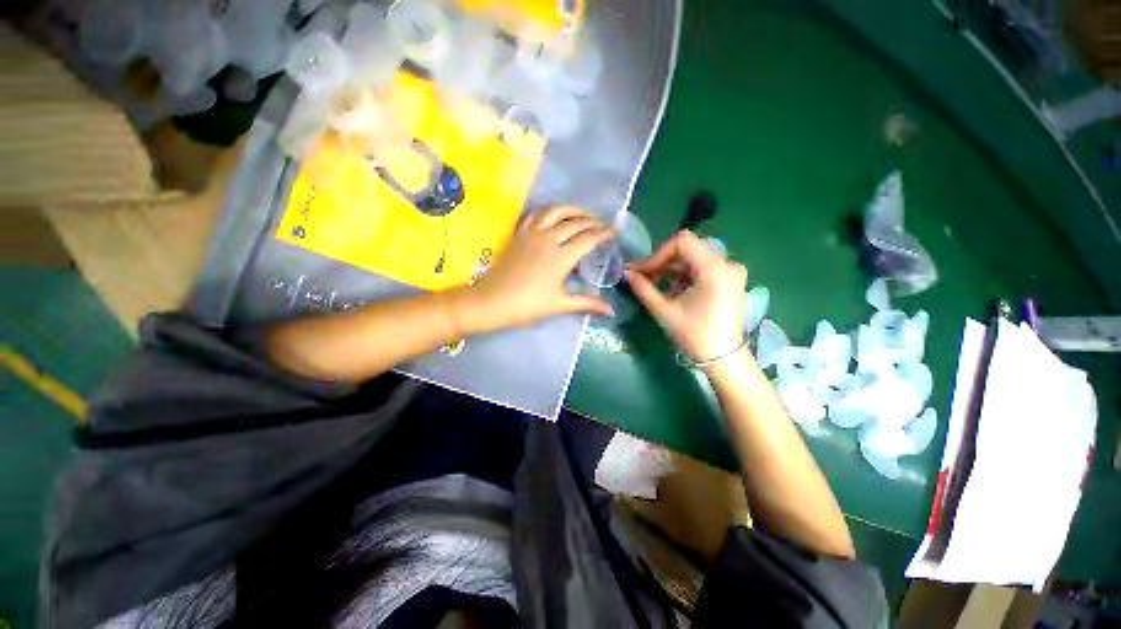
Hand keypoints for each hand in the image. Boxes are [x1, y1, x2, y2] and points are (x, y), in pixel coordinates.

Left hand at [453, 206, 614, 333]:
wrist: (491, 302)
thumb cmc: (527, 306)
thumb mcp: (560, 305)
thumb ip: (587, 304)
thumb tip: (611, 311)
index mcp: (561, 257)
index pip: (588, 239)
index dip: (604, 234)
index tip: (615, 231)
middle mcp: (548, 239)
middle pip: (575, 222)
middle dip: (592, 221)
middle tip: (602, 225)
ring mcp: (531, 234)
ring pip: (555, 211)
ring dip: (571, 209)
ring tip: (582, 214)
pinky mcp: (519, 235)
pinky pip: (535, 215)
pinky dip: (547, 211)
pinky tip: (552, 215)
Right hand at [627, 230, 747, 361]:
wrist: (724, 358)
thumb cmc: (694, 336)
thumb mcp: (665, 311)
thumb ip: (644, 289)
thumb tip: (627, 273)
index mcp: (715, 269)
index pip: (682, 242)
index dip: (658, 254)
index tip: (644, 272)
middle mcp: (728, 264)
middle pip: (688, 248)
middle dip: (663, 261)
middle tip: (644, 277)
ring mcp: (731, 271)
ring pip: (694, 257)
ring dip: (671, 269)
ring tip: (655, 285)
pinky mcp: (730, 279)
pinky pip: (702, 267)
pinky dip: (684, 275)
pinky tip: (672, 290)